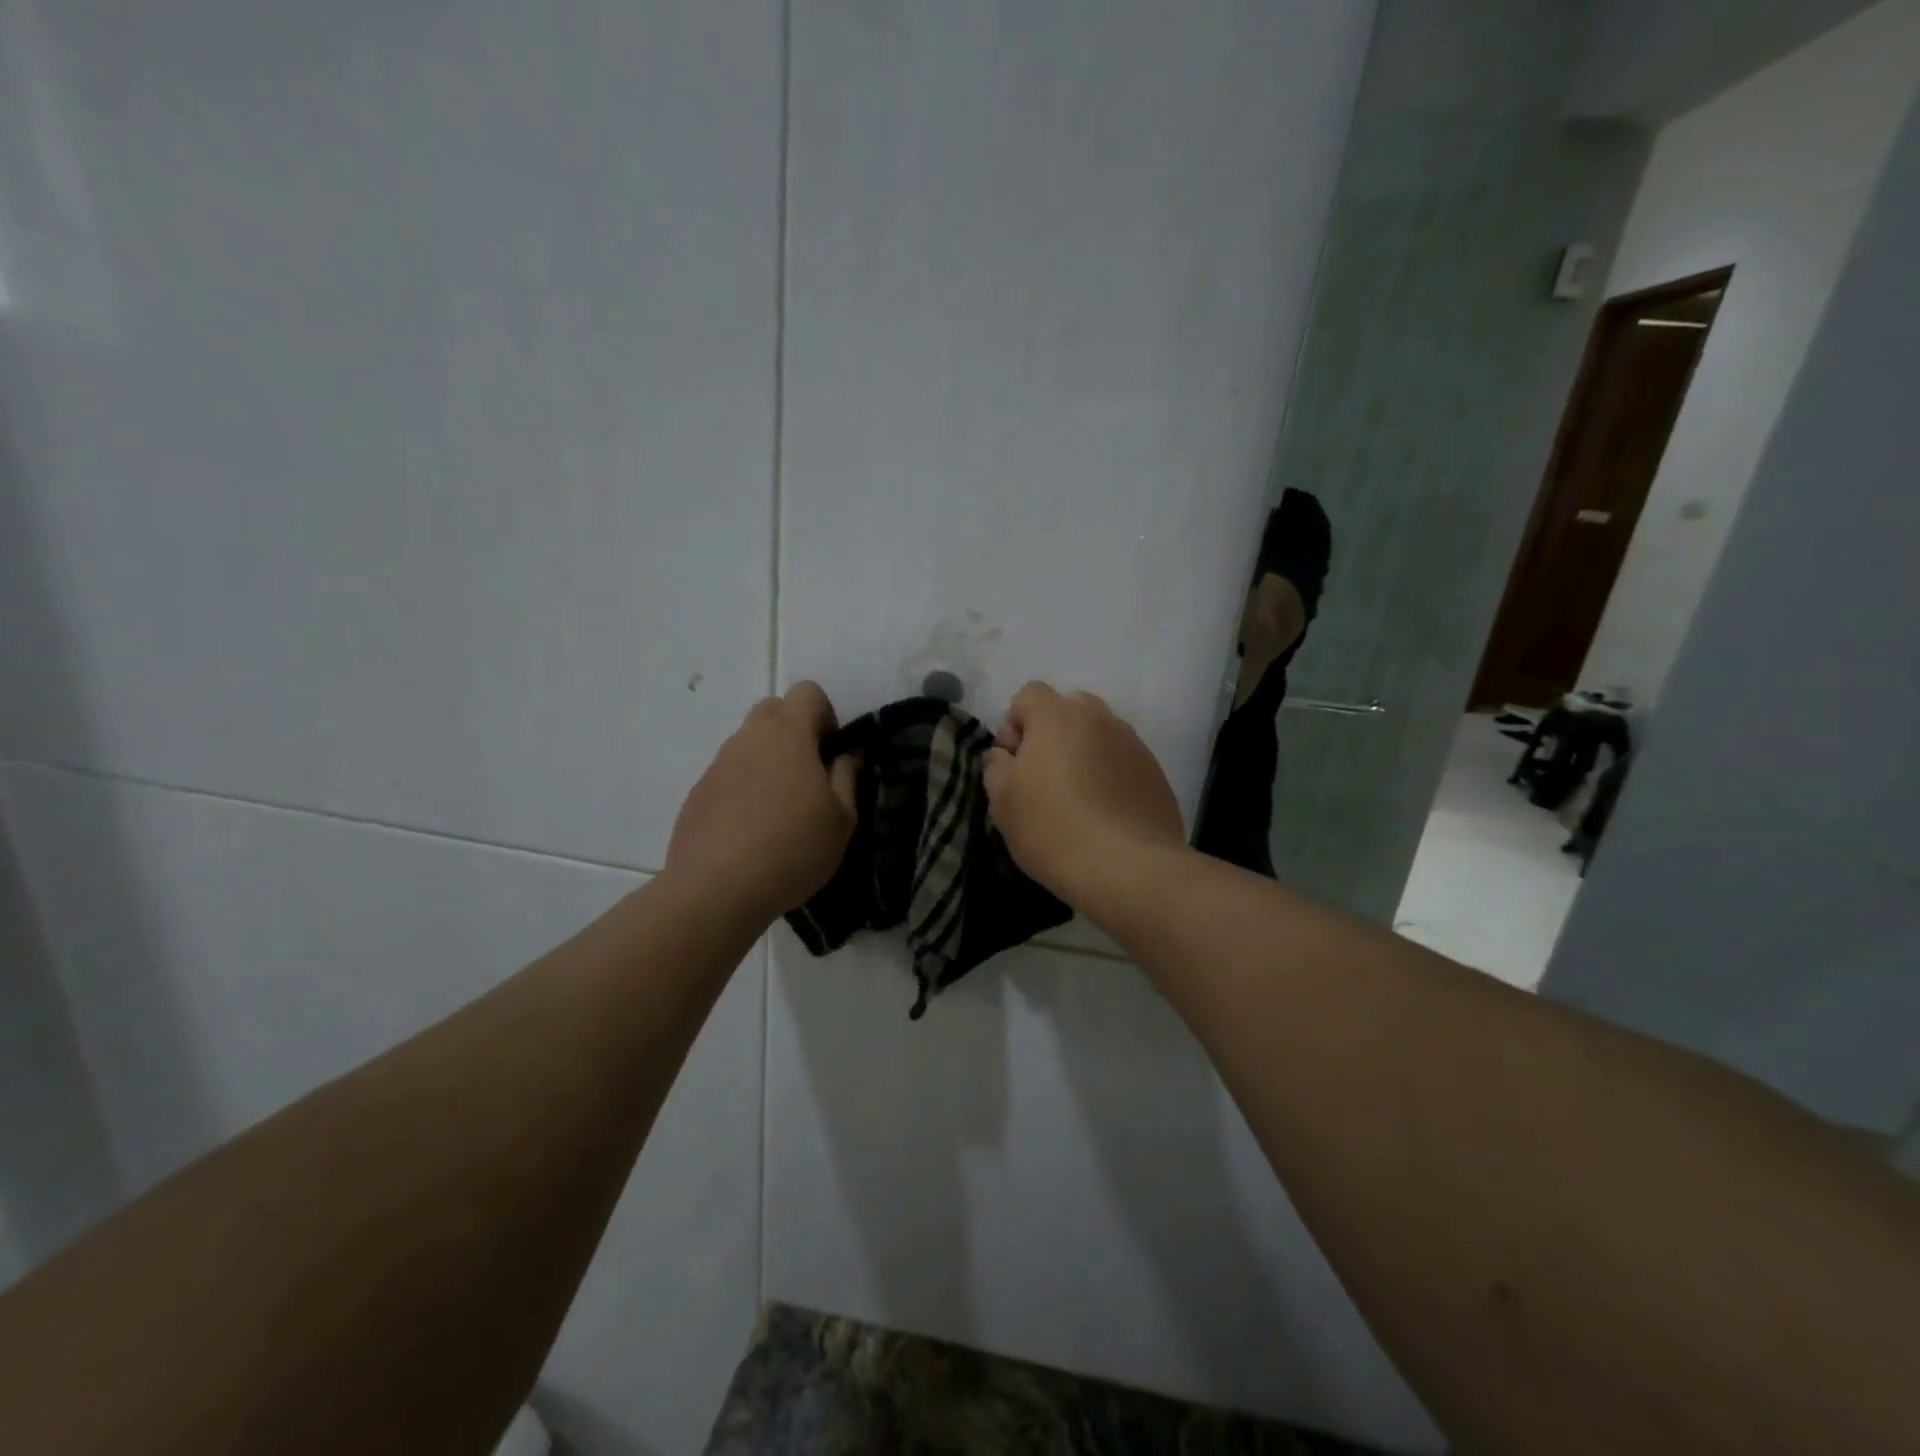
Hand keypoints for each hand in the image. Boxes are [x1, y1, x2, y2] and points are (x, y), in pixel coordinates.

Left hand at [665, 681, 858, 922]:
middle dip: (794, 730)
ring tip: (779, 809)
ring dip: (768, 760)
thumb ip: (847, 776)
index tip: (832, 754)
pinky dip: (744, 788)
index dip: (826, 715)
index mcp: (787, 734)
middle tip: (809, 775)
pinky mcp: (697, 793)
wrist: (716, 890)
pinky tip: (751, 830)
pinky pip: (728, 774)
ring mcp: (717, 764)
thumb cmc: (793, 849)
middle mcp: (748, 738)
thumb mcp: (842, 819)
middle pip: (773, 709)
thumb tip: (846, 754)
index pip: (807, 691)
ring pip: (748, 743)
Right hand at [982, 681, 1185, 908]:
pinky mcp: (1155, 772)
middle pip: (1068, 709)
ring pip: (1099, 734)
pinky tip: (1104, 813)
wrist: (1127, 868)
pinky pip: (1122, 761)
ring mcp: (1133, 743)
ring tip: (1077, 799)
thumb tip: (1002, 755)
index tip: (1014, 763)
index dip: (1014, 724)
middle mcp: (1099, 718)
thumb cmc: (1052, 828)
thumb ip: (996, 768)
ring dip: (1083, 754)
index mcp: (1058, 716)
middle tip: (1044, 778)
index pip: (1029, 694)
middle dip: (1051, 734)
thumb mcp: (1003, 802)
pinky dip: (1109, 775)